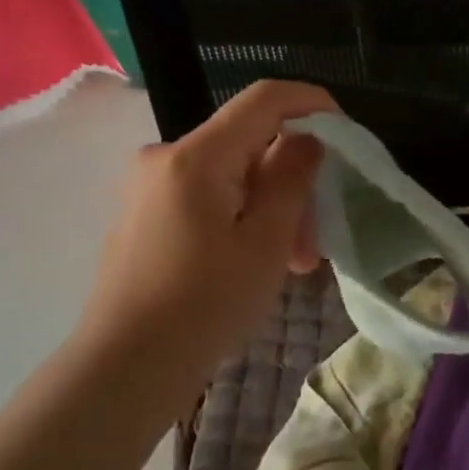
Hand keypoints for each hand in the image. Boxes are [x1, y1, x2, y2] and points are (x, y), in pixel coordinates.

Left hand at [73, 80, 339, 418]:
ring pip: (231, 176)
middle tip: (317, 237)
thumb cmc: (203, 306)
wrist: (122, 370)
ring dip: (270, 207)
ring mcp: (150, 187)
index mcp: (196, 156)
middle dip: (292, 179)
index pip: (263, 99)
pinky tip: (256, 262)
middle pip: (248, 144)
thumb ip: (291, 179)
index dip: (311, 102)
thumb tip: (306, 139)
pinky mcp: (145, 216)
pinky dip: (241, 217)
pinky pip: (206, 197)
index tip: (346, 133)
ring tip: (294, 262)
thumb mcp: (265, 243)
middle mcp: (166, 158)